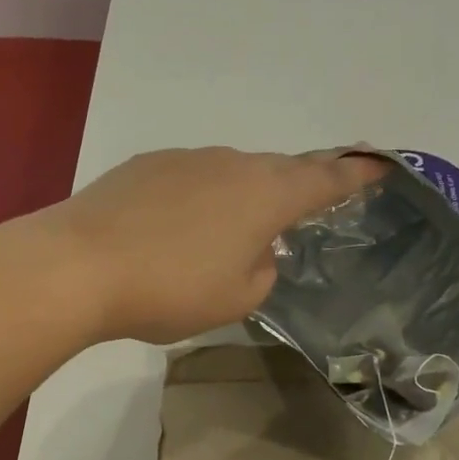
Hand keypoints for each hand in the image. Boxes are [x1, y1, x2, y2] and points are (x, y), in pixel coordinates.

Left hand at [37, 147, 388, 344]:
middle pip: (279, 171)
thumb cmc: (171, 289)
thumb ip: (263, 271)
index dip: (355, 176)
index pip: (324, 181)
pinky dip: (201, 201)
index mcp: (266, 195)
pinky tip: (179, 232)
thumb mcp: (237, 299)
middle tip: (308, 206)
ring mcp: (186, 160)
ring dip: (243, 199)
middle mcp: (232, 164)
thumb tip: (256, 251)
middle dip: (298, 187)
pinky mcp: (146, 166)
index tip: (380, 165)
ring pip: (232, 175)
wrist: (78, 265)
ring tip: (231, 235)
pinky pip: (193, 180)